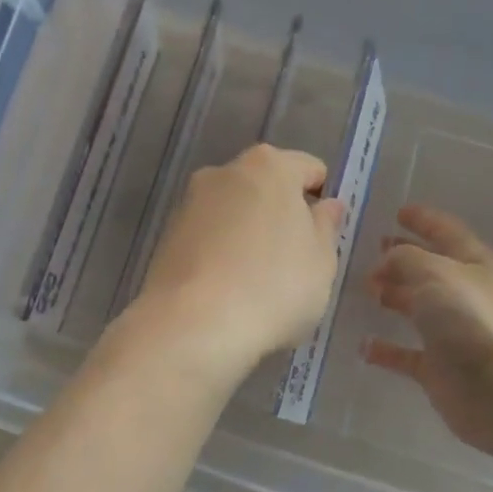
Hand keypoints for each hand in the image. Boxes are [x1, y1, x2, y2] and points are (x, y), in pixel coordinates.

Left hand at [131, 144, 344, 379]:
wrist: (192, 325)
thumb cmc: (273, 287)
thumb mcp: (321, 262)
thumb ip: (326, 227)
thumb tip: (325, 206)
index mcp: (269, 166)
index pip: (309, 169)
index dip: (321, 201)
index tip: (322, 238)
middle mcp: (224, 172)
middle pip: (265, 187)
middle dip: (280, 216)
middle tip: (292, 262)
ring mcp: (189, 202)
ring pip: (232, 212)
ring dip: (247, 234)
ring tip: (256, 282)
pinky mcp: (166, 235)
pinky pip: (207, 237)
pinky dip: (220, 253)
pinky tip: (226, 290)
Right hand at [362, 205, 492, 455]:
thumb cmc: (474, 321)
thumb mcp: (436, 273)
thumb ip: (405, 258)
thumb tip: (385, 262)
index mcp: (474, 264)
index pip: (446, 232)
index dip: (423, 220)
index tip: (399, 211)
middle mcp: (465, 295)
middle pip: (429, 269)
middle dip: (403, 258)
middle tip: (372, 251)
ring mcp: (454, 333)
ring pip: (417, 308)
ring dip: (393, 297)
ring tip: (366, 289)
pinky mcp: (440, 369)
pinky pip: (406, 354)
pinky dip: (386, 349)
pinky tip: (363, 346)